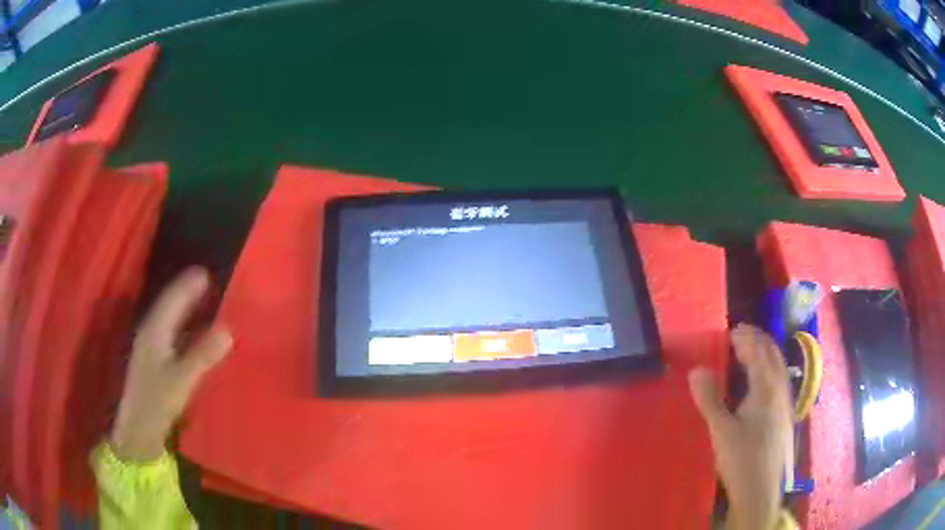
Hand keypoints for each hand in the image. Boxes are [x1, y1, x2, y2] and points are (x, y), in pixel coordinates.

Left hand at [110, 268, 232, 461]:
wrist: (138, 428)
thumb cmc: (157, 401)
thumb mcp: (182, 380)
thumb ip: (203, 355)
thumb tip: (228, 331)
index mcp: (155, 330)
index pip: (173, 298)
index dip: (188, 284)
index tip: (206, 272)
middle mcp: (150, 331)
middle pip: (168, 303)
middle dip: (186, 291)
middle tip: (206, 281)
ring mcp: (149, 345)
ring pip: (167, 316)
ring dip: (183, 306)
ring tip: (201, 299)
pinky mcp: (152, 359)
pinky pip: (168, 330)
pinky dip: (181, 324)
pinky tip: (190, 330)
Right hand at [688, 324, 792, 529]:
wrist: (761, 491)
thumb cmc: (741, 459)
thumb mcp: (720, 431)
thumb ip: (709, 399)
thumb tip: (696, 369)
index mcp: (766, 388)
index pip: (758, 352)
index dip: (745, 338)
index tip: (730, 331)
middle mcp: (780, 390)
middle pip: (773, 354)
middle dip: (758, 340)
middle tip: (740, 334)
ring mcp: (786, 403)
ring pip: (779, 367)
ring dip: (766, 353)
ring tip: (751, 351)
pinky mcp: (785, 416)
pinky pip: (780, 380)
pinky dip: (771, 369)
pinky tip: (762, 382)